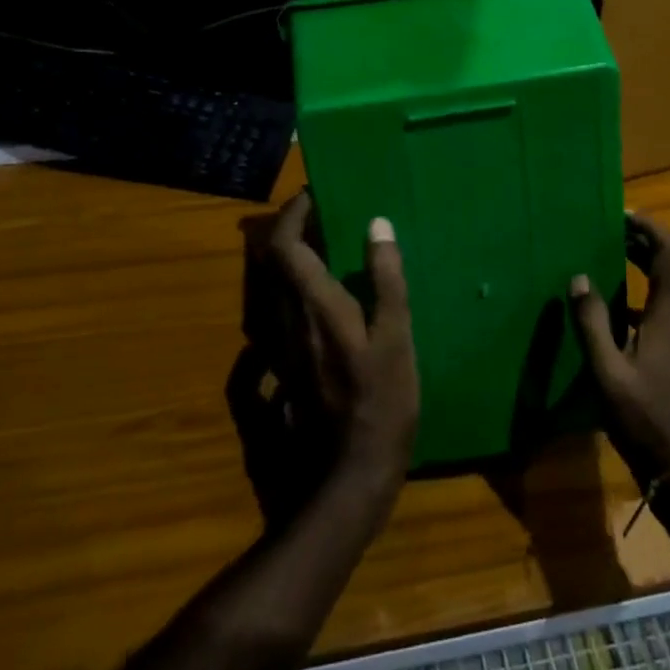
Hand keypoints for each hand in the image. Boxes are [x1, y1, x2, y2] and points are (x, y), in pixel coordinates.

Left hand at [266, 191, 419, 498]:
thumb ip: (387, 279)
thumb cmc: (382, 402)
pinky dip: (291, 291)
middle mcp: (288, 321)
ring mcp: (281, 348)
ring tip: (324, 247)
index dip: (294, 214)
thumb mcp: (396, 338)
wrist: (349, 475)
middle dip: (291, 230)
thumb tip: (376, 224)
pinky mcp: (283, 369)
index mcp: (315, 306)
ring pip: (274, 288)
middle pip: (273, 263)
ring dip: (291, 259)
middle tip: (322, 215)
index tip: (315, 194)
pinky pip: (277, 315)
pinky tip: (313, 296)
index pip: (286, 245)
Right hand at [570, 213, 669, 488]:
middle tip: (609, 232)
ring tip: (610, 262)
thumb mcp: (607, 373)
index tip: (622, 215)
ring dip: (646, 268)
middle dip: (644, 243)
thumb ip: (592, 323)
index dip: (651, 228)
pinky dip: (648, 295)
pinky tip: (621, 313)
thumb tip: (579, 278)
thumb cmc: (644, 421)